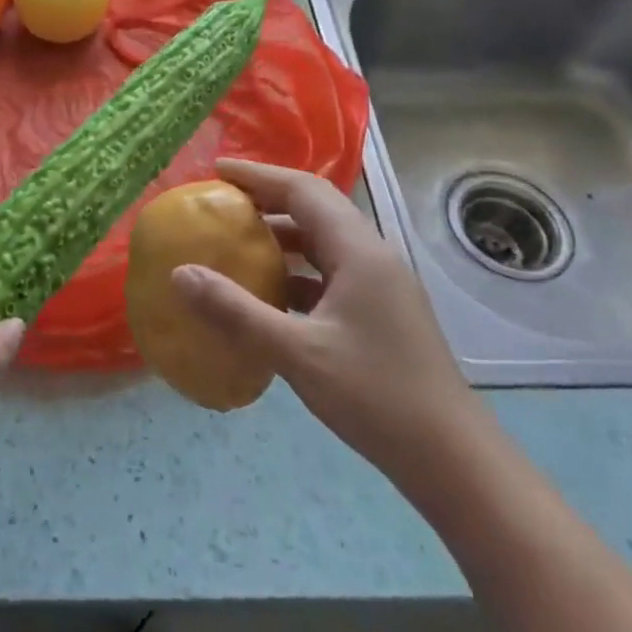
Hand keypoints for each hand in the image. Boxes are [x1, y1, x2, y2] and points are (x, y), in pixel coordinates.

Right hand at [170, 159, 485, 486]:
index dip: (259, 175)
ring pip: (323, 241)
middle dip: (268, 198)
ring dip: (282, 235)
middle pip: (315, 207)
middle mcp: (372, 257)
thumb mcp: (297, 353)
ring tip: (237, 241)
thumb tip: (179, 274)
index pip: (304, 190)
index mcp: (358, 252)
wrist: (452, 460)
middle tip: (222, 202)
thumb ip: (235, 311)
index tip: (217, 172)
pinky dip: (296, 270)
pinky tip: (269, 294)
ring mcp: (380, 286)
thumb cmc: (376, 396)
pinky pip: (329, 272)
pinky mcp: (379, 312)